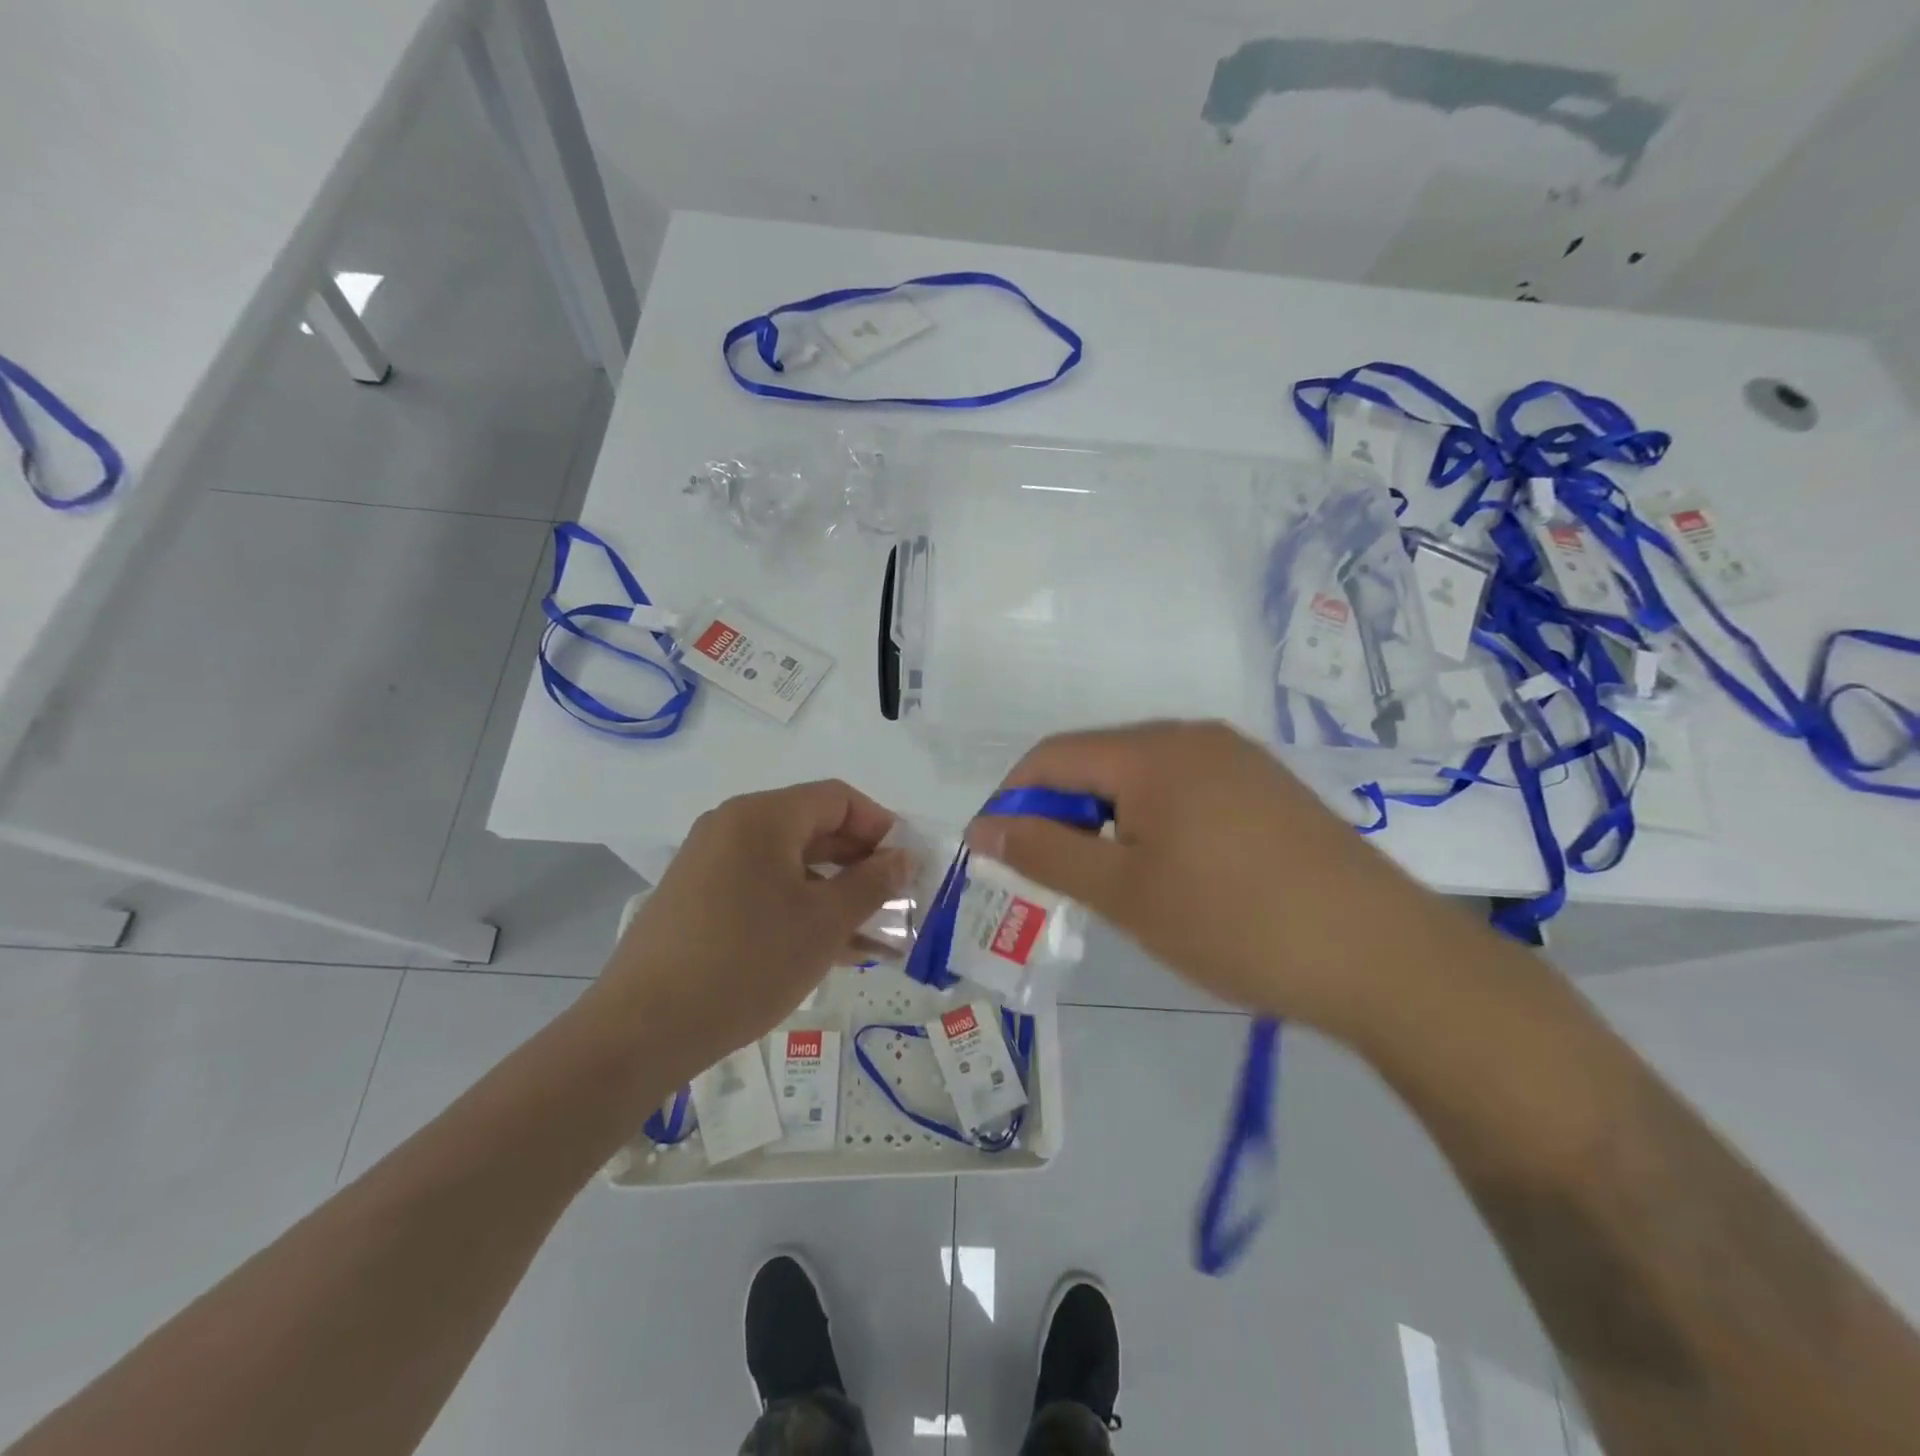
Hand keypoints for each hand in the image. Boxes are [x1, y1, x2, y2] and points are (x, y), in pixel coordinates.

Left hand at [585, 781, 909, 1082]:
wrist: (642, 1030)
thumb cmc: (747, 962)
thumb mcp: (824, 922)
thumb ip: (872, 883)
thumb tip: (903, 857)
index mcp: (762, 817)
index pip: (837, 798)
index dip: (882, 825)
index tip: (910, 864)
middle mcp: (733, 828)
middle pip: (814, 830)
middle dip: (862, 865)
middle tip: (899, 902)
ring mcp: (711, 866)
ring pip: (792, 868)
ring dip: (837, 896)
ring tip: (877, 938)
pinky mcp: (700, 903)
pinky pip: (765, 892)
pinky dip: (802, 912)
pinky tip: (834, 951)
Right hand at [964, 721, 1445, 1034]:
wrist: (1380, 956)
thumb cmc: (1233, 922)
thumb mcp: (1124, 892)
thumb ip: (1046, 852)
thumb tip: (983, 828)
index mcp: (1154, 749)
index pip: (1053, 756)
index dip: (1013, 800)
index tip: (997, 852)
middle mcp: (1195, 736)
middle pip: (1099, 761)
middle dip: (1062, 813)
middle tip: (1055, 876)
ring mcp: (1239, 759)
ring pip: (1143, 778)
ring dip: (1107, 819)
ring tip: (1111, 881)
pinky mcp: (1268, 789)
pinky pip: (1186, 791)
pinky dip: (1154, 823)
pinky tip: (1171, 872)